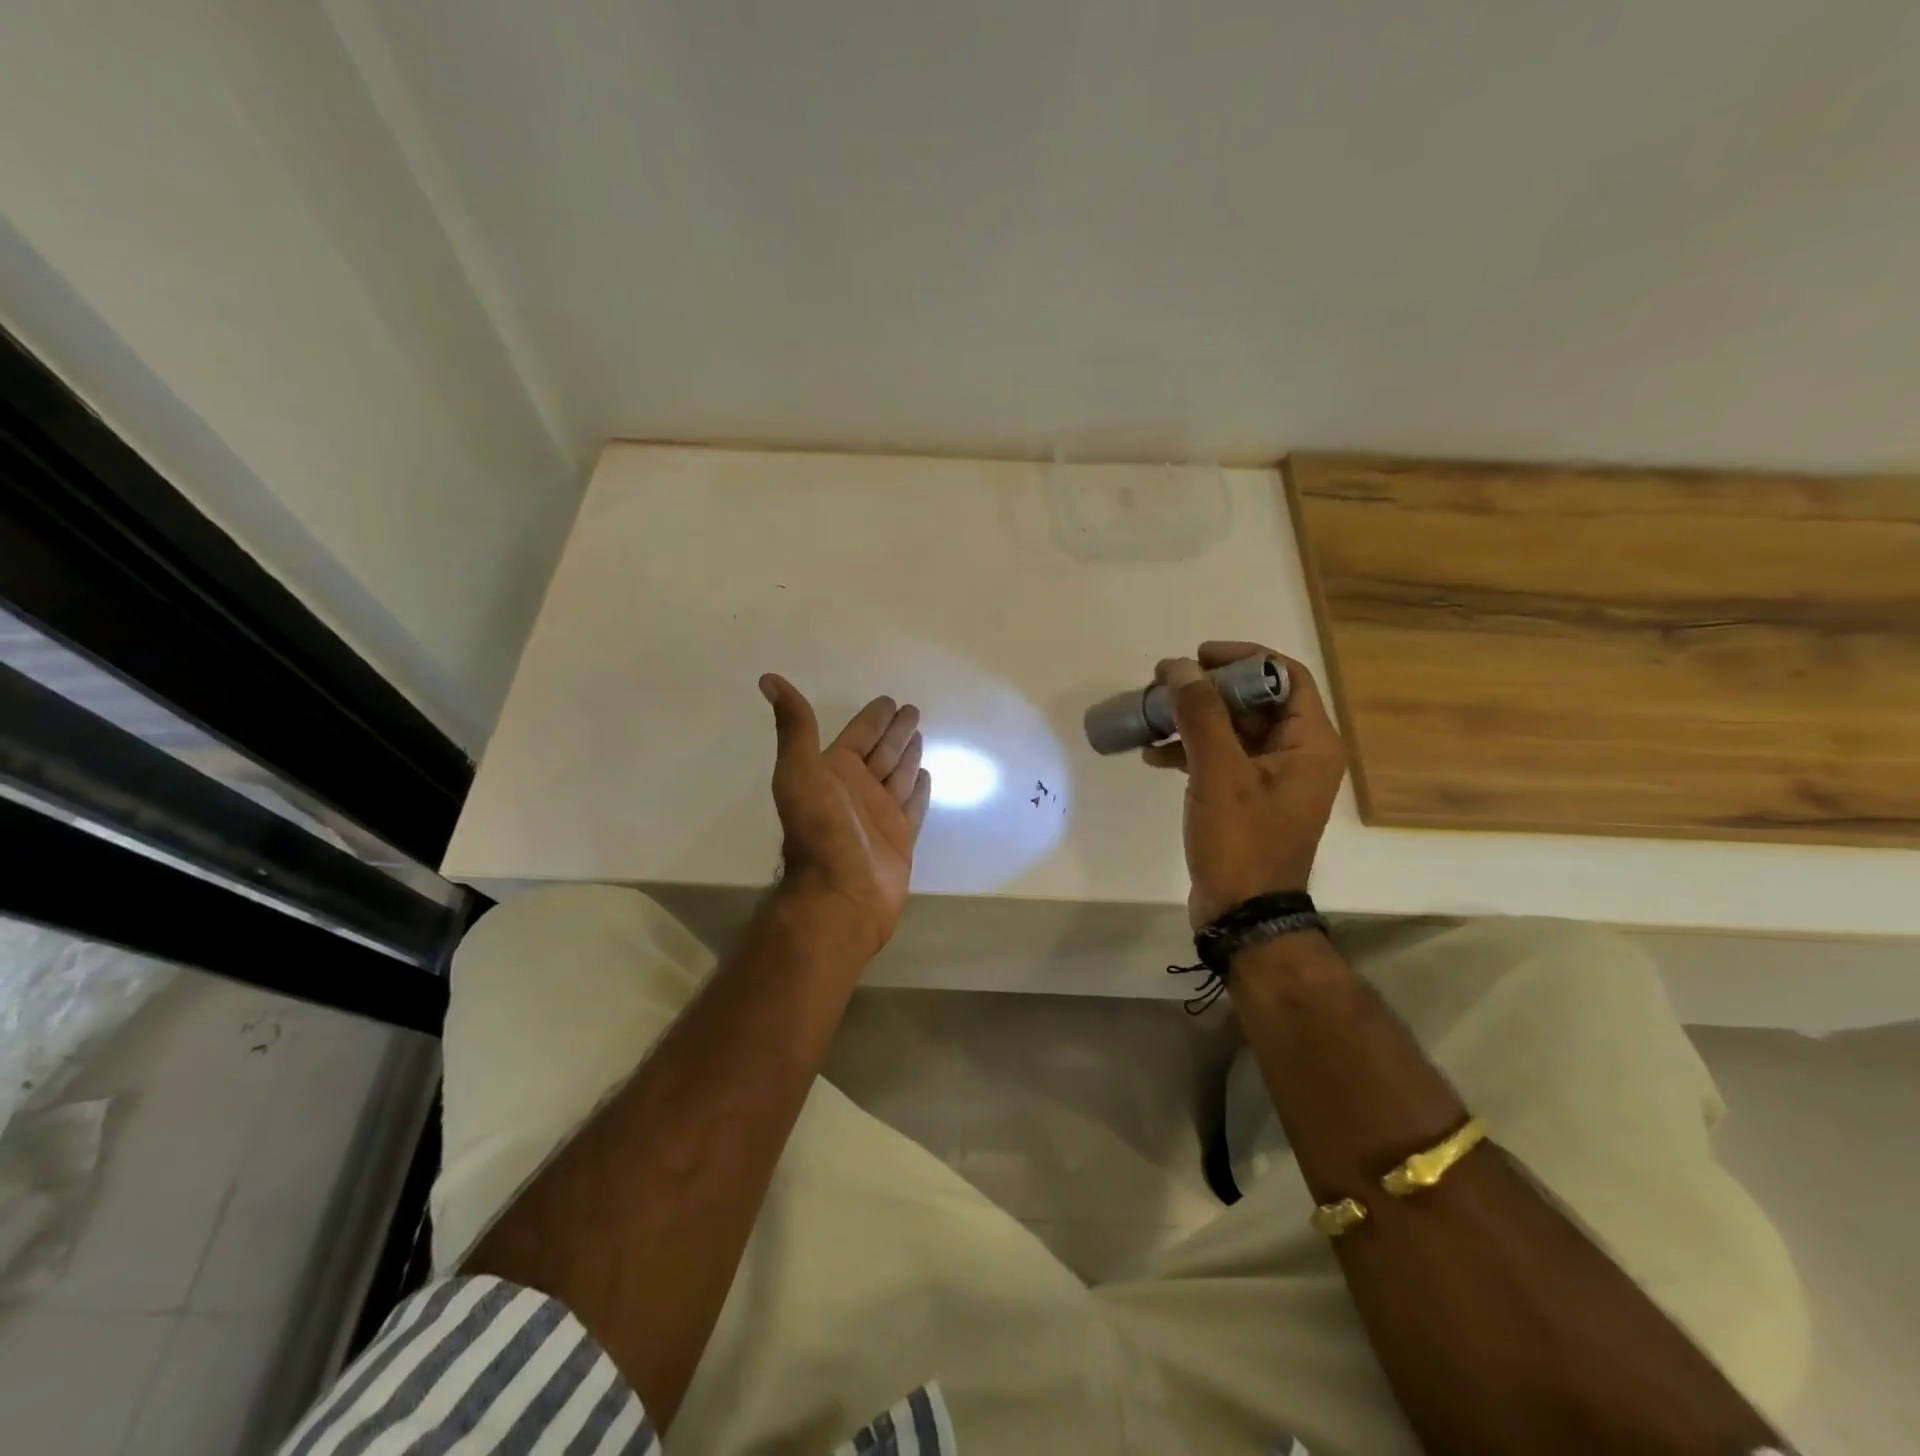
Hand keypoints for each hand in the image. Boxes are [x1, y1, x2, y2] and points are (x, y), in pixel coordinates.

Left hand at [759, 674, 932, 957]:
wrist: (841, 893)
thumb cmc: (820, 830)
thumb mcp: (800, 771)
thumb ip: (794, 727)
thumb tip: (768, 678)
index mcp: (833, 771)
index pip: (858, 735)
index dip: (873, 718)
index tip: (889, 700)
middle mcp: (856, 790)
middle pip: (881, 752)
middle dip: (895, 731)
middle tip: (913, 710)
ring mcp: (879, 815)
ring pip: (898, 776)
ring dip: (907, 755)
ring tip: (920, 736)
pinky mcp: (900, 839)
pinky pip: (913, 806)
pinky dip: (919, 790)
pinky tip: (926, 775)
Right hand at [1142, 642, 1347, 927]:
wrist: (1243, 914)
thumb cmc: (1241, 841)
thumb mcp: (1219, 772)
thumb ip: (1200, 714)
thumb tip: (1178, 666)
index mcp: (1311, 743)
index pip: (1284, 676)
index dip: (1242, 658)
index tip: (1196, 656)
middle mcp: (1298, 755)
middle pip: (1254, 701)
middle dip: (1207, 690)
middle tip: (1164, 685)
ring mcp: (1272, 778)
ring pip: (1232, 730)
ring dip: (1193, 720)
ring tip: (1151, 717)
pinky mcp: (1247, 798)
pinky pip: (1221, 758)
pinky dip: (1190, 750)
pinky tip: (1153, 755)